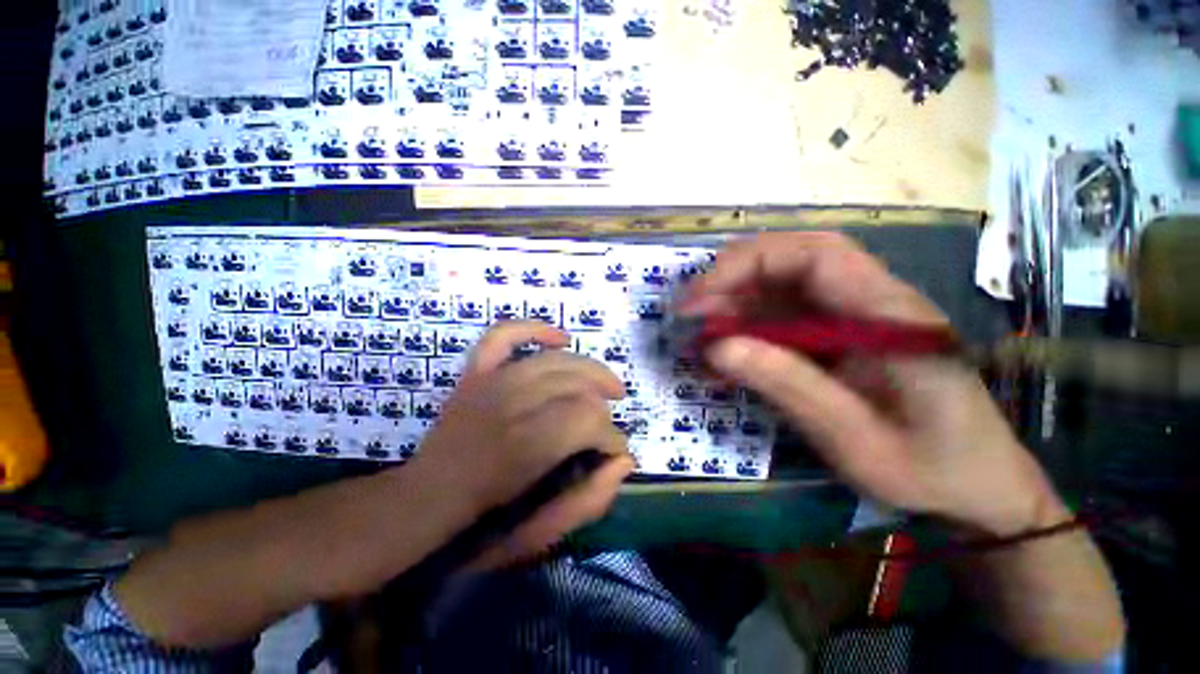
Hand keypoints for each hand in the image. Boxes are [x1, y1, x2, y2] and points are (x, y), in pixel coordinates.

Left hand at [410, 321, 633, 566]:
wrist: (422, 504)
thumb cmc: (479, 525)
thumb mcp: (541, 532)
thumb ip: (589, 500)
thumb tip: (625, 460)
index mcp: (524, 448)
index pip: (588, 420)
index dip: (612, 436)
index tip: (615, 451)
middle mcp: (508, 404)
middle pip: (577, 388)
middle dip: (603, 406)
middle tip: (609, 424)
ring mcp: (489, 382)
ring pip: (556, 360)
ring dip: (590, 370)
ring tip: (607, 386)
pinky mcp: (475, 372)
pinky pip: (504, 335)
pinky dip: (535, 329)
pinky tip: (562, 339)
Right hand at [679, 233, 1066, 535]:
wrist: (978, 487)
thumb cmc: (932, 467)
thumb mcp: (858, 438)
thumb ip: (790, 386)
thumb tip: (717, 348)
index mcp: (889, 314)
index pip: (815, 255)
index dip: (749, 263)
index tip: (701, 296)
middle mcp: (869, 302)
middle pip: (791, 262)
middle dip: (732, 280)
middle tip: (688, 313)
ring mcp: (851, 318)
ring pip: (780, 290)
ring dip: (732, 306)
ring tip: (696, 335)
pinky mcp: (837, 337)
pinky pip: (782, 319)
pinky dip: (745, 329)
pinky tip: (723, 351)